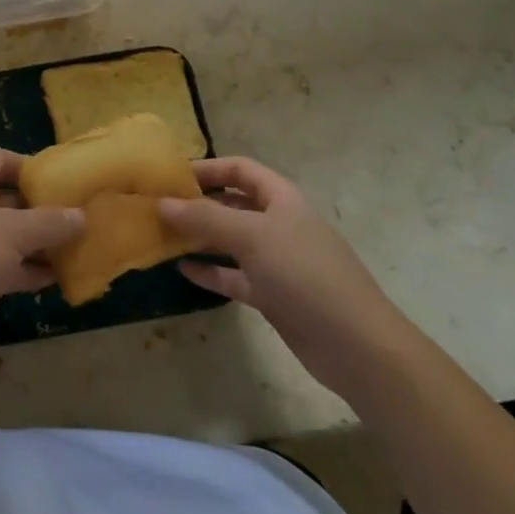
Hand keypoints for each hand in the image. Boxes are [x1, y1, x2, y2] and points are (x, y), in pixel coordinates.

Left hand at [0, 150, 83, 345]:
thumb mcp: (14, 233)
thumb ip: (49, 222)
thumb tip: (81, 215)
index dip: (26, 165)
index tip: (59, 180)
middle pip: (3, 200)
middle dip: (38, 208)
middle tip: (75, 217)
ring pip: (4, 238)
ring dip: (36, 243)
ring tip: (74, 249)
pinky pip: (0, 269)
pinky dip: (25, 272)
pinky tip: (54, 280)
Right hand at [158, 157, 417, 401]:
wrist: (356, 345)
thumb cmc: (304, 274)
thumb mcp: (252, 236)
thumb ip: (205, 217)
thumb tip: (162, 202)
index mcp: (281, 199)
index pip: (240, 170)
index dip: (207, 168)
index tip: (170, 177)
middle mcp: (278, 224)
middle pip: (232, 204)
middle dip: (198, 203)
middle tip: (158, 208)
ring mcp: (276, 262)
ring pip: (230, 241)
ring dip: (199, 237)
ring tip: (162, 236)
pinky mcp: (272, 295)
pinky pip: (233, 276)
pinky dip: (210, 271)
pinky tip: (182, 270)